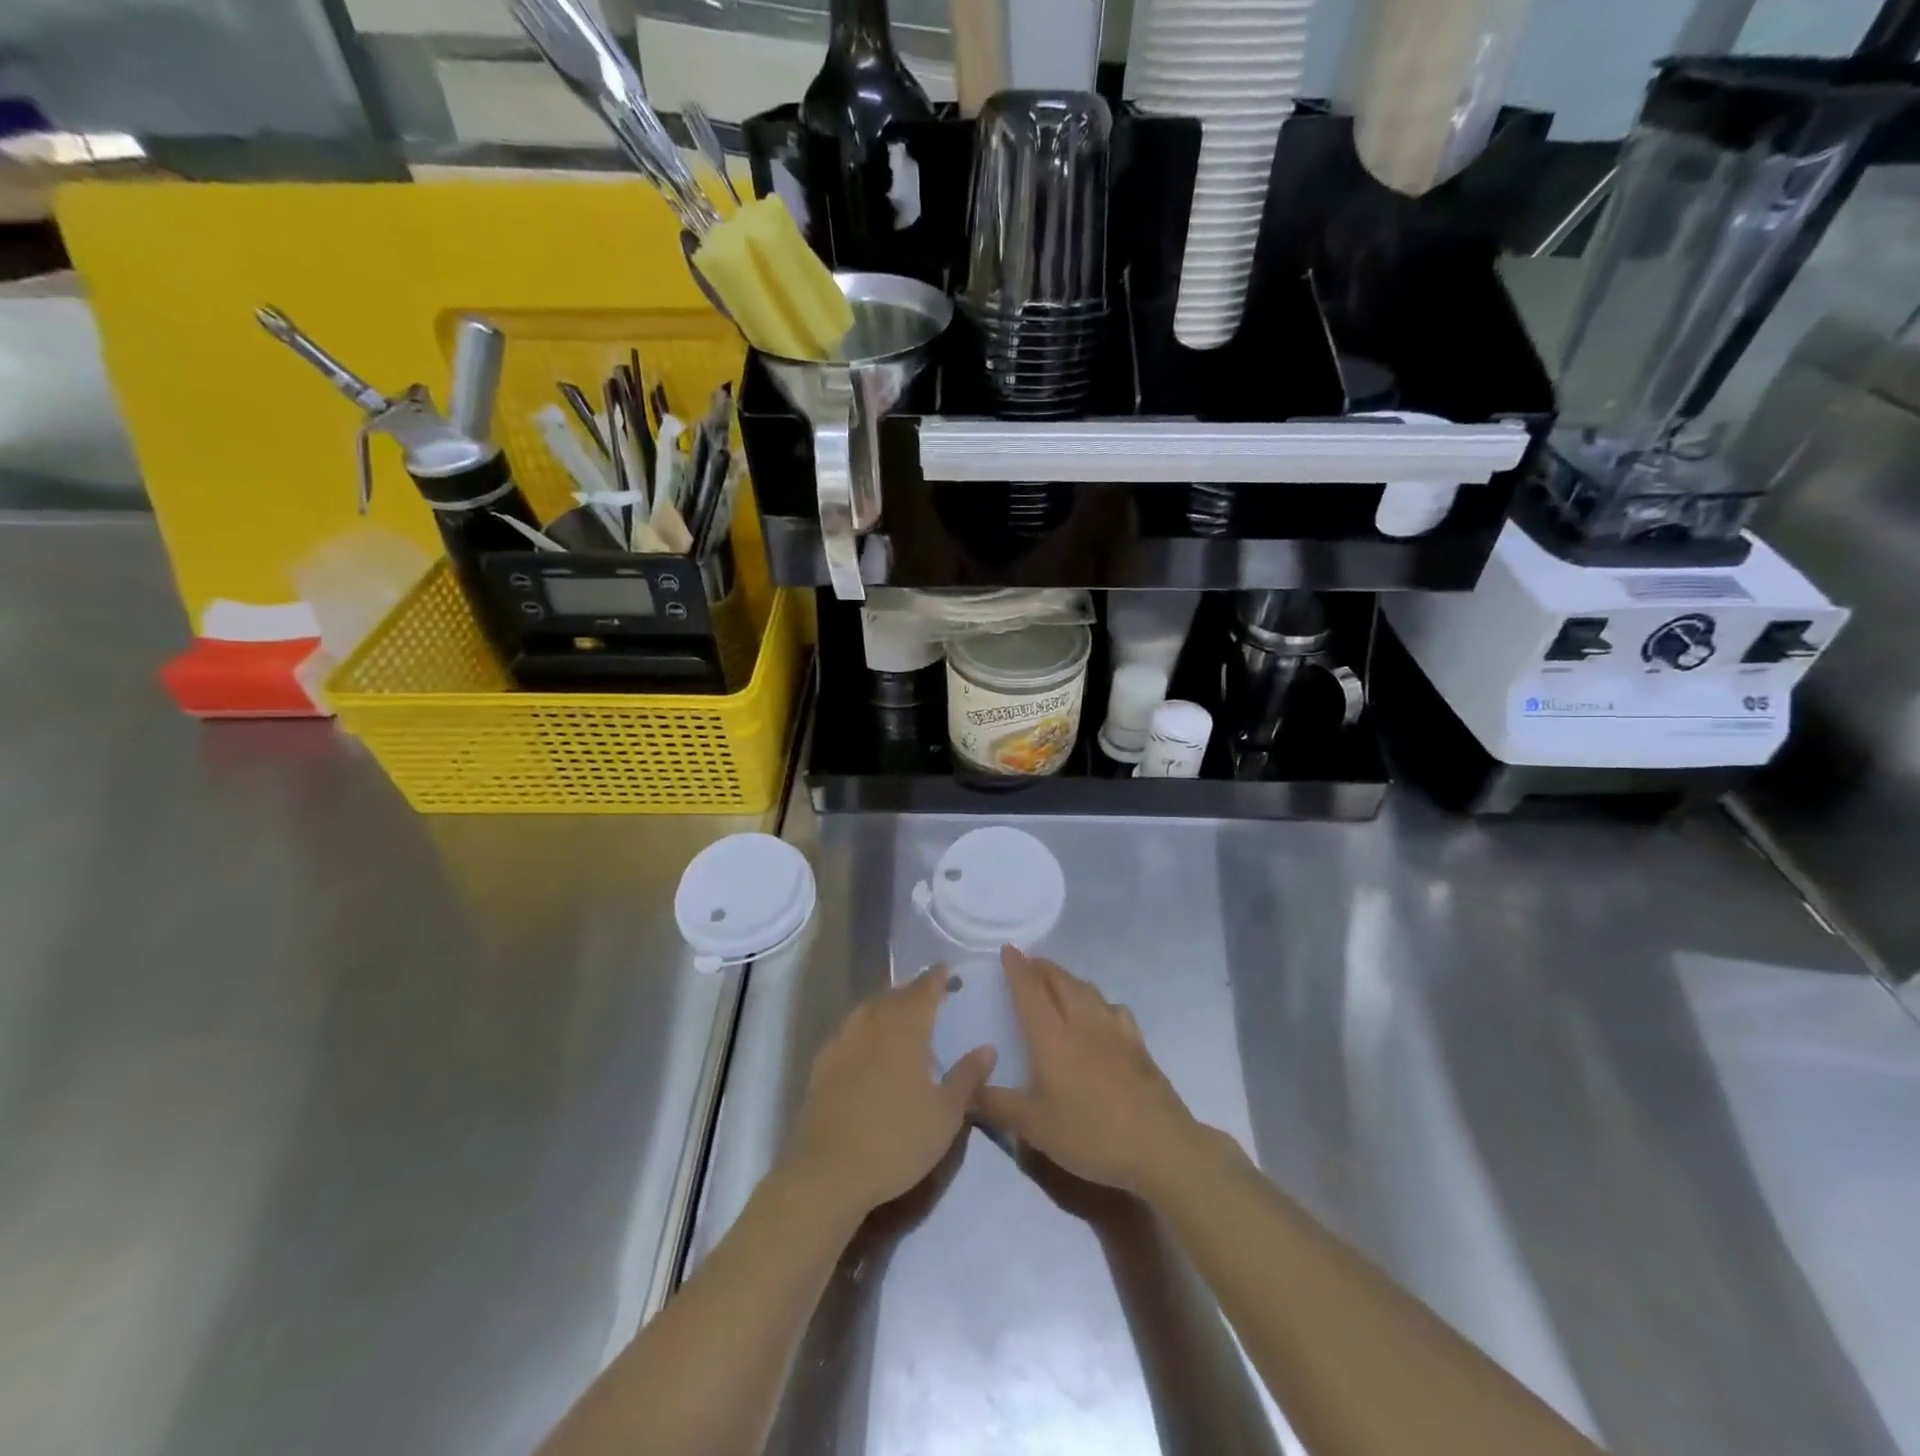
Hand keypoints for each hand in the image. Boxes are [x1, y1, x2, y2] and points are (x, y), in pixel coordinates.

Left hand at [783, 968, 995, 1222]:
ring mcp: (843, 1042)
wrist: (829, 1172)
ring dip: (886, 1003)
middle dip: (912, 989)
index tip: (946, 970)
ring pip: (868, 1008)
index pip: (923, 991)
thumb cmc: (896, 1141)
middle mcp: (873, 1025)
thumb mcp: (945, 1115)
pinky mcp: (822, 1063)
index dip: (936, 978)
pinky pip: (848, 1029)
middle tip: (928, 992)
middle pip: (894, 995)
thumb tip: (988, 1048)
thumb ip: (967, 1077)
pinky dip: (864, 1024)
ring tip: (899, 1011)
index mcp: (906, 1030)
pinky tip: (866, 1040)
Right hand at [973, 947, 1203, 1198]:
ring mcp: (1114, 1030)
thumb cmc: (1091, 1135)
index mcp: (1053, 1038)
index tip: (1007, 948)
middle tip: (1027, 963)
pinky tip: (1099, 1013)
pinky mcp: (1137, 1043)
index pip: (1030, 991)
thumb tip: (967, 1087)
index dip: (1017, 968)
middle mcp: (1082, 1023)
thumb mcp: (1035, 1128)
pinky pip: (1112, 1007)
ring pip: (1087, 990)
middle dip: (1041, 967)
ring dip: (1067, 978)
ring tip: (1057, 981)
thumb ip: (997, 1105)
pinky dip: (1097, 1000)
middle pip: (1060, 981)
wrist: (1160, 1146)